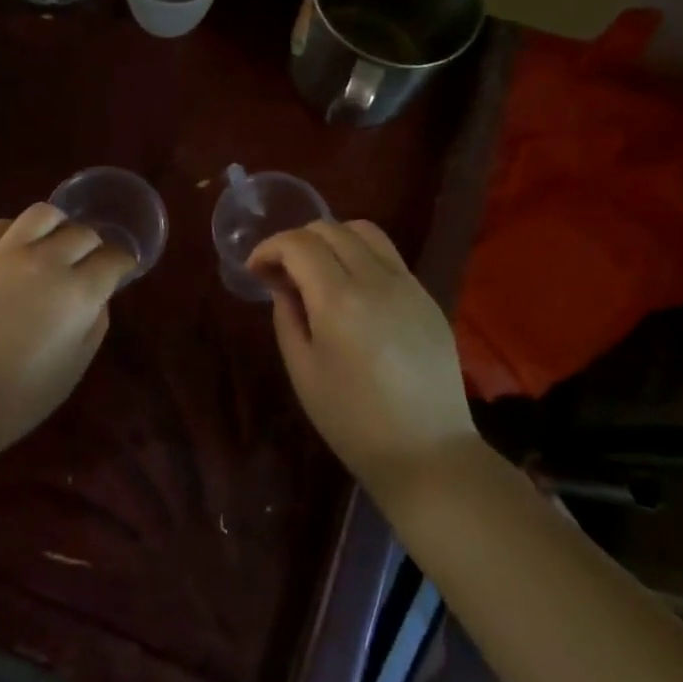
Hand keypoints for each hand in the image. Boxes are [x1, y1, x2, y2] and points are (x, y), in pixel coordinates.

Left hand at [0, 204, 136, 463]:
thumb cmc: (17, 399)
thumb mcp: (74, 367)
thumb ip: (94, 323)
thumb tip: (96, 296)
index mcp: (76, 293)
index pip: (112, 258)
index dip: (122, 263)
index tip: (120, 270)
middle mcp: (43, 261)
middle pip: (81, 233)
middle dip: (92, 246)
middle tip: (87, 263)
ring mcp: (1, 253)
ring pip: (41, 214)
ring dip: (57, 226)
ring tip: (52, 244)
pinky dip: (14, 232)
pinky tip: (12, 251)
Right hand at [248, 220, 477, 494]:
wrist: (427, 453)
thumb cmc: (352, 420)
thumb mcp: (303, 371)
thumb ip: (287, 316)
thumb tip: (283, 285)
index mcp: (339, 300)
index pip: (298, 244)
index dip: (269, 248)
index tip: (255, 270)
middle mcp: (377, 280)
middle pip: (331, 228)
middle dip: (297, 241)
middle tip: (282, 273)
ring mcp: (408, 285)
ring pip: (365, 232)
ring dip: (332, 240)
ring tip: (318, 272)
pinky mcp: (427, 298)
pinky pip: (389, 257)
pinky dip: (361, 256)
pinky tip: (352, 291)